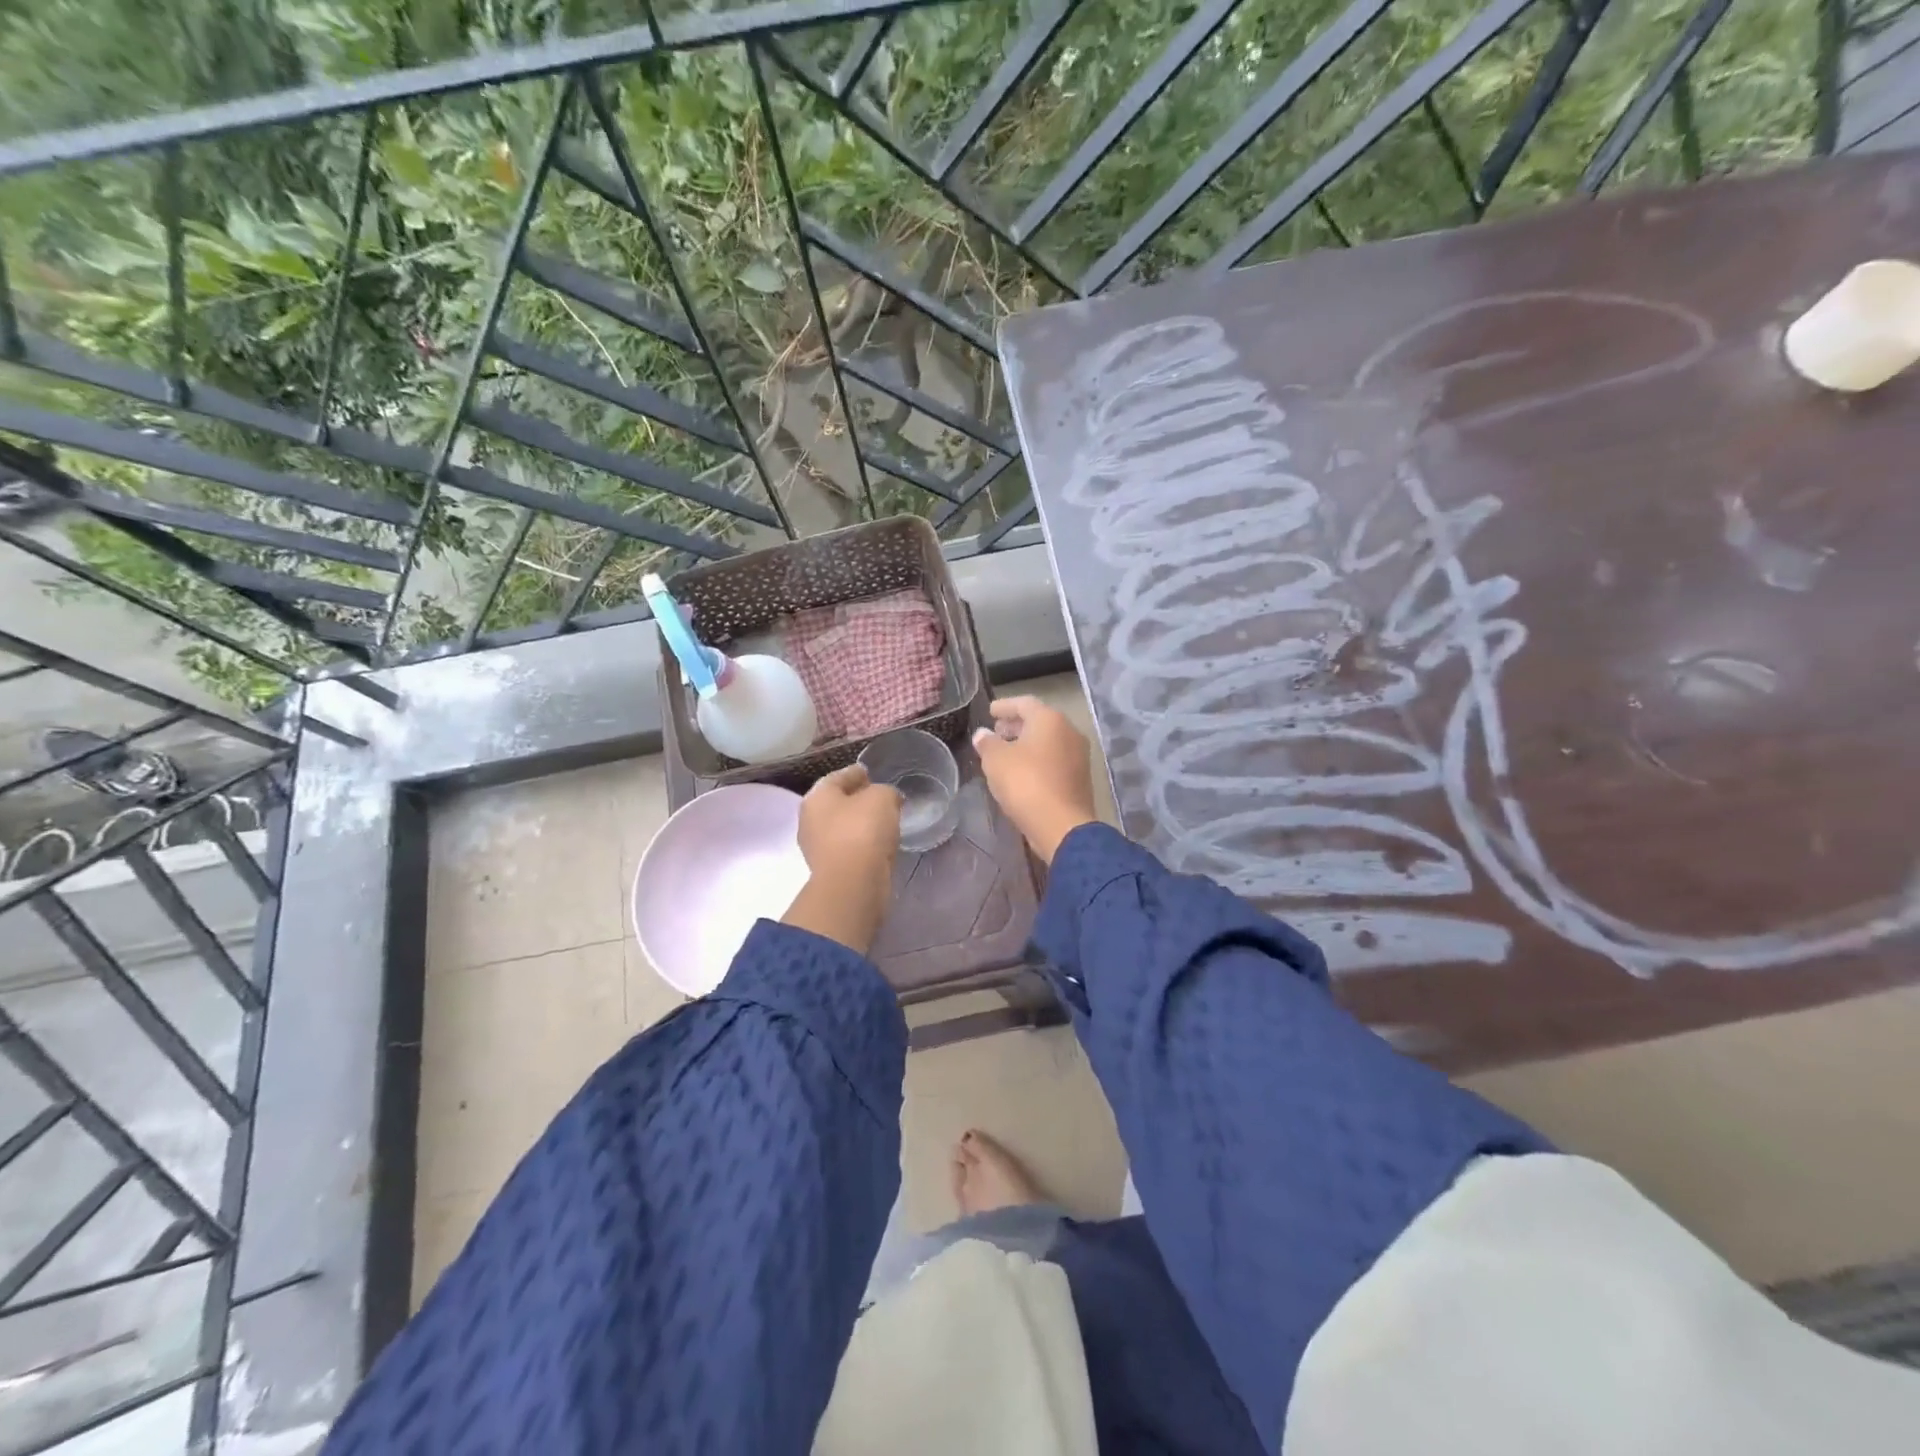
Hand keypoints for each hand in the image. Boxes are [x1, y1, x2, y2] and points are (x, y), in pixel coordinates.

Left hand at [783, 765, 900, 953]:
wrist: (853, 884)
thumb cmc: (863, 830)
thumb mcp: (882, 797)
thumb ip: (885, 791)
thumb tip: (886, 799)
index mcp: (817, 796)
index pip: (839, 776)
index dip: (857, 773)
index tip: (872, 773)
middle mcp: (810, 819)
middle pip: (837, 802)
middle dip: (857, 799)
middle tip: (881, 798)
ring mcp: (817, 847)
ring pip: (843, 827)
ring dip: (860, 824)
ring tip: (885, 822)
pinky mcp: (830, 870)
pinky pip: (849, 848)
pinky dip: (862, 844)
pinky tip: (880, 844)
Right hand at [972, 696, 1097, 862]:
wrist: (1062, 826)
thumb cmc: (1026, 783)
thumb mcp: (996, 761)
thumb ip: (987, 743)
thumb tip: (983, 734)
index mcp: (1050, 719)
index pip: (1024, 703)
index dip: (1004, 706)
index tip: (990, 711)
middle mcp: (1069, 731)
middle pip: (1039, 721)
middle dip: (1016, 725)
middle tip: (997, 731)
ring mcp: (1079, 756)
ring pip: (1048, 742)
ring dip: (1027, 744)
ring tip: (1006, 753)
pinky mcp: (1080, 778)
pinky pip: (1054, 760)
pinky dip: (1038, 760)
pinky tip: (1022, 772)